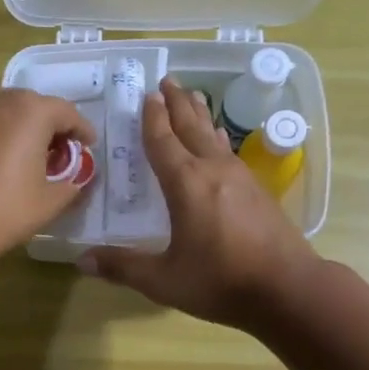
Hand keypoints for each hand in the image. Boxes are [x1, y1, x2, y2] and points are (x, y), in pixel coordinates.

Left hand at [0, 88, 97, 263]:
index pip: (68, 113)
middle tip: (63, 156)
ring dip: (26, 132)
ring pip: (9, 114)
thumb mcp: (50, 201)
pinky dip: (3, 138)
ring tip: (34, 161)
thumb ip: (73, 184)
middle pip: (36, 108)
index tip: (89, 148)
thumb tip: (79, 179)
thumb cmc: (4, 209)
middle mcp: (0, 99)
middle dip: (53, 129)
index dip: (82, 132)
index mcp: (31, 110)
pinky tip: (5, 164)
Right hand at [81, 78, 319, 327]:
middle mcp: (213, 171)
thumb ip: (122, 267)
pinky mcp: (258, 191)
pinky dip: (217, 138)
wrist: (288, 289)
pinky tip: (220, 142)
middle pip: (192, 127)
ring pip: (214, 136)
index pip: (163, 142)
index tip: (146, 95)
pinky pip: (230, 152)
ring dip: (200, 115)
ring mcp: (241, 178)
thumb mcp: (163, 280)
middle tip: (168, 80)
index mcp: (186, 184)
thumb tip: (81, 260)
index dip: (152, 119)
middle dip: (178, 103)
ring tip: (193, 96)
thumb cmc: (220, 282)